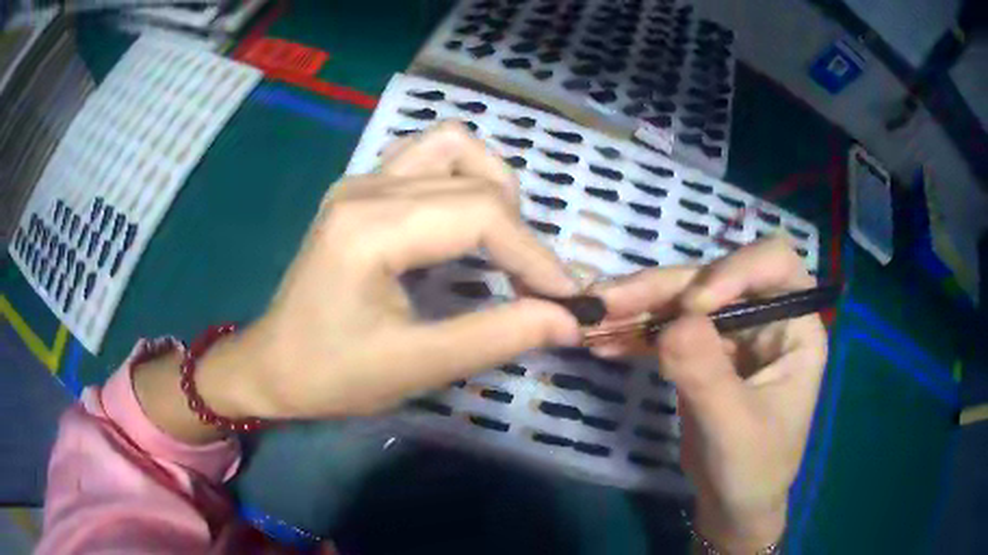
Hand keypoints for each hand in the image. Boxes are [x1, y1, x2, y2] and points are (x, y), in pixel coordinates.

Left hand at [210, 122, 581, 419]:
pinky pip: (427, 157)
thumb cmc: (332, 374)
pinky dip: (463, 179)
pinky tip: (466, 222)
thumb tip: (569, 318)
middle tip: (535, 285)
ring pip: (451, 146)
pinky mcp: (360, 189)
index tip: (568, 298)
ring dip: (492, 187)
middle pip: (474, 179)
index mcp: (370, 228)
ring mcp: (360, 181)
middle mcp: (366, 187)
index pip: (481, 213)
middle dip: (521, 232)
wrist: (271, 365)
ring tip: (504, 241)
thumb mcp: (416, 366)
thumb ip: (498, 336)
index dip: (536, 255)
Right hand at [592, 238, 827, 551]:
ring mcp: (733, 333)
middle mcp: (767, 317)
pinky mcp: (704, 351)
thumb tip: (670, 324)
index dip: (734, 269)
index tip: (692, 307)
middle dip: (664, 288)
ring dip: (639, 307)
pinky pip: (668, 328)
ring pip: (685, 300)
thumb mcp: (734, 428)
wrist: (731, 504)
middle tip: (609, 302)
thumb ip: (707, 376)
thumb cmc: (753, 469)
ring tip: (594, 318)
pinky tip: (604, 342)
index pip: (775, 264)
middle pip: (716, 278)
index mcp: (796, 328)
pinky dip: (636, 332)